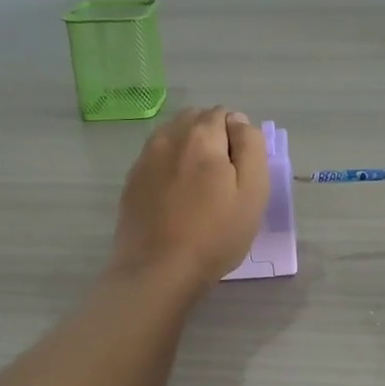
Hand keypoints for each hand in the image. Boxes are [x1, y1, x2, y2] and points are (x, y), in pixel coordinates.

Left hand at [111, 107, 268, 291]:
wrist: (157, 270)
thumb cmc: (214, 234)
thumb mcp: (252, 192)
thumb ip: (251, 147)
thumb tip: (239, 121)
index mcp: (201, 136)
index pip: (224, 114)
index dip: (237, 138)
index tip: (240, 170)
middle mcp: (168, 137)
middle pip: (195, 119)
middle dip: (212, 137)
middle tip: (223, 177)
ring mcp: (145, 158)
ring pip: (173, 136)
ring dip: (189, 148)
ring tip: (199, 186)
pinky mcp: (132, 180)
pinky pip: (156, 157)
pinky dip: (170, 165)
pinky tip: (177, 196)